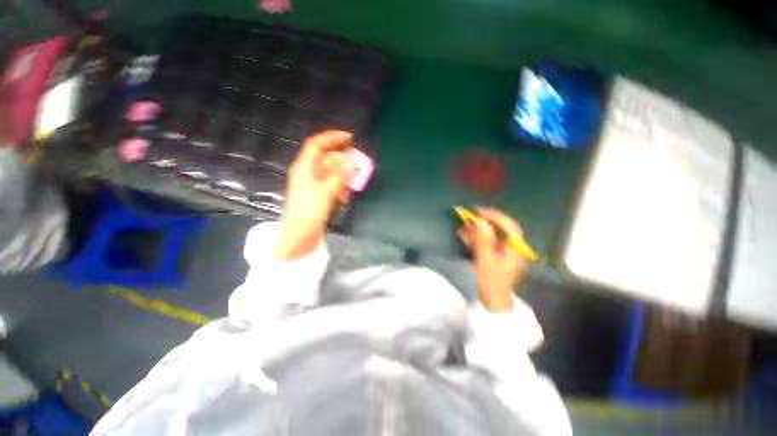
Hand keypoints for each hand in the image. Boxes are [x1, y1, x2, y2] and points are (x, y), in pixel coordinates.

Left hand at [274, 130, 354, 259]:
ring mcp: (313, 185)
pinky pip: (332, 185)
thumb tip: (352, 159)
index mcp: (304, 168)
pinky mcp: (319, 195)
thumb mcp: (326, 192)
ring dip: (343, 176)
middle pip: (327, 159)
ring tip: (352, 186)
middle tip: (358, 166)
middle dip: (343, 161)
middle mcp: (308, 173)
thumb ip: (339, 175)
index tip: (350, 138)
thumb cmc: (309, 212)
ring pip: (332, 173)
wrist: (300, 237)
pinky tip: (345, 197)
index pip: (316, 145)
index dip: (332, 138)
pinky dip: (341, 187)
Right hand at [458, 207, 527, 311]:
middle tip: (469, 217)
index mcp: (515, 248)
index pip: (508, 226)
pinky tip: (463, 235)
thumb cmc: (491, 282)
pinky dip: (474, 238)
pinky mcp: (492, 257)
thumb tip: (480, 221)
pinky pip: (483, 243)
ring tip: (462, 225)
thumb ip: (483, 239)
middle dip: (483, 223)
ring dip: (476, 230)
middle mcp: (510, 248)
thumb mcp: (486, 259)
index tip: (479, 211)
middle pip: (498, 230)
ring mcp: (501, 252)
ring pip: (489, 236)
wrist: (492, 303)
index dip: (495, 216)